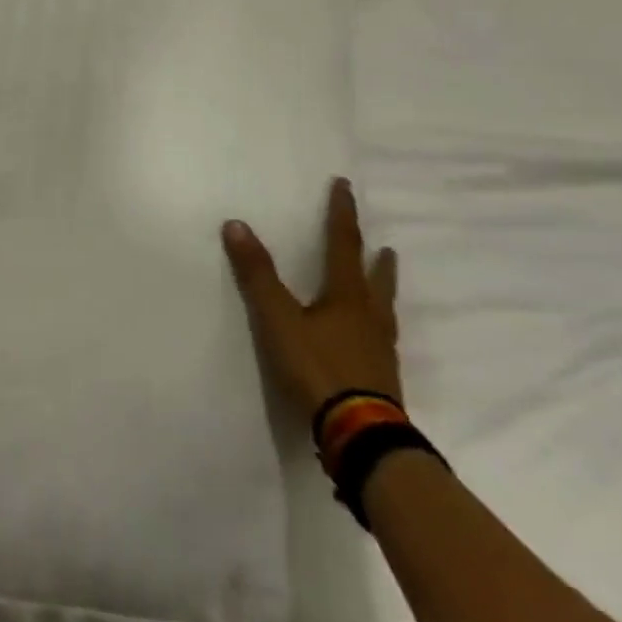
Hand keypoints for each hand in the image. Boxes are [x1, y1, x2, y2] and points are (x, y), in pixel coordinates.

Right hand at [223, 177, 400, 417]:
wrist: (361, 435)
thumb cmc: (318, 368)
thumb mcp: (278, 319)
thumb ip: (257, 274)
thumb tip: (236, 224)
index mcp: (347, 297)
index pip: (344, 244)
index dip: (342, 214)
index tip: (345, 186)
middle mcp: (370, 317)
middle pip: (375, 280)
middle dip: (375, 259)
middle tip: (385, 246)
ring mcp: (380, 350)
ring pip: (384, 310)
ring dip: (383, 290)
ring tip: (384, 281)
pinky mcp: (382, 379)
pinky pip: (382, 340)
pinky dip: (378, 326)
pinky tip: (373, 339)